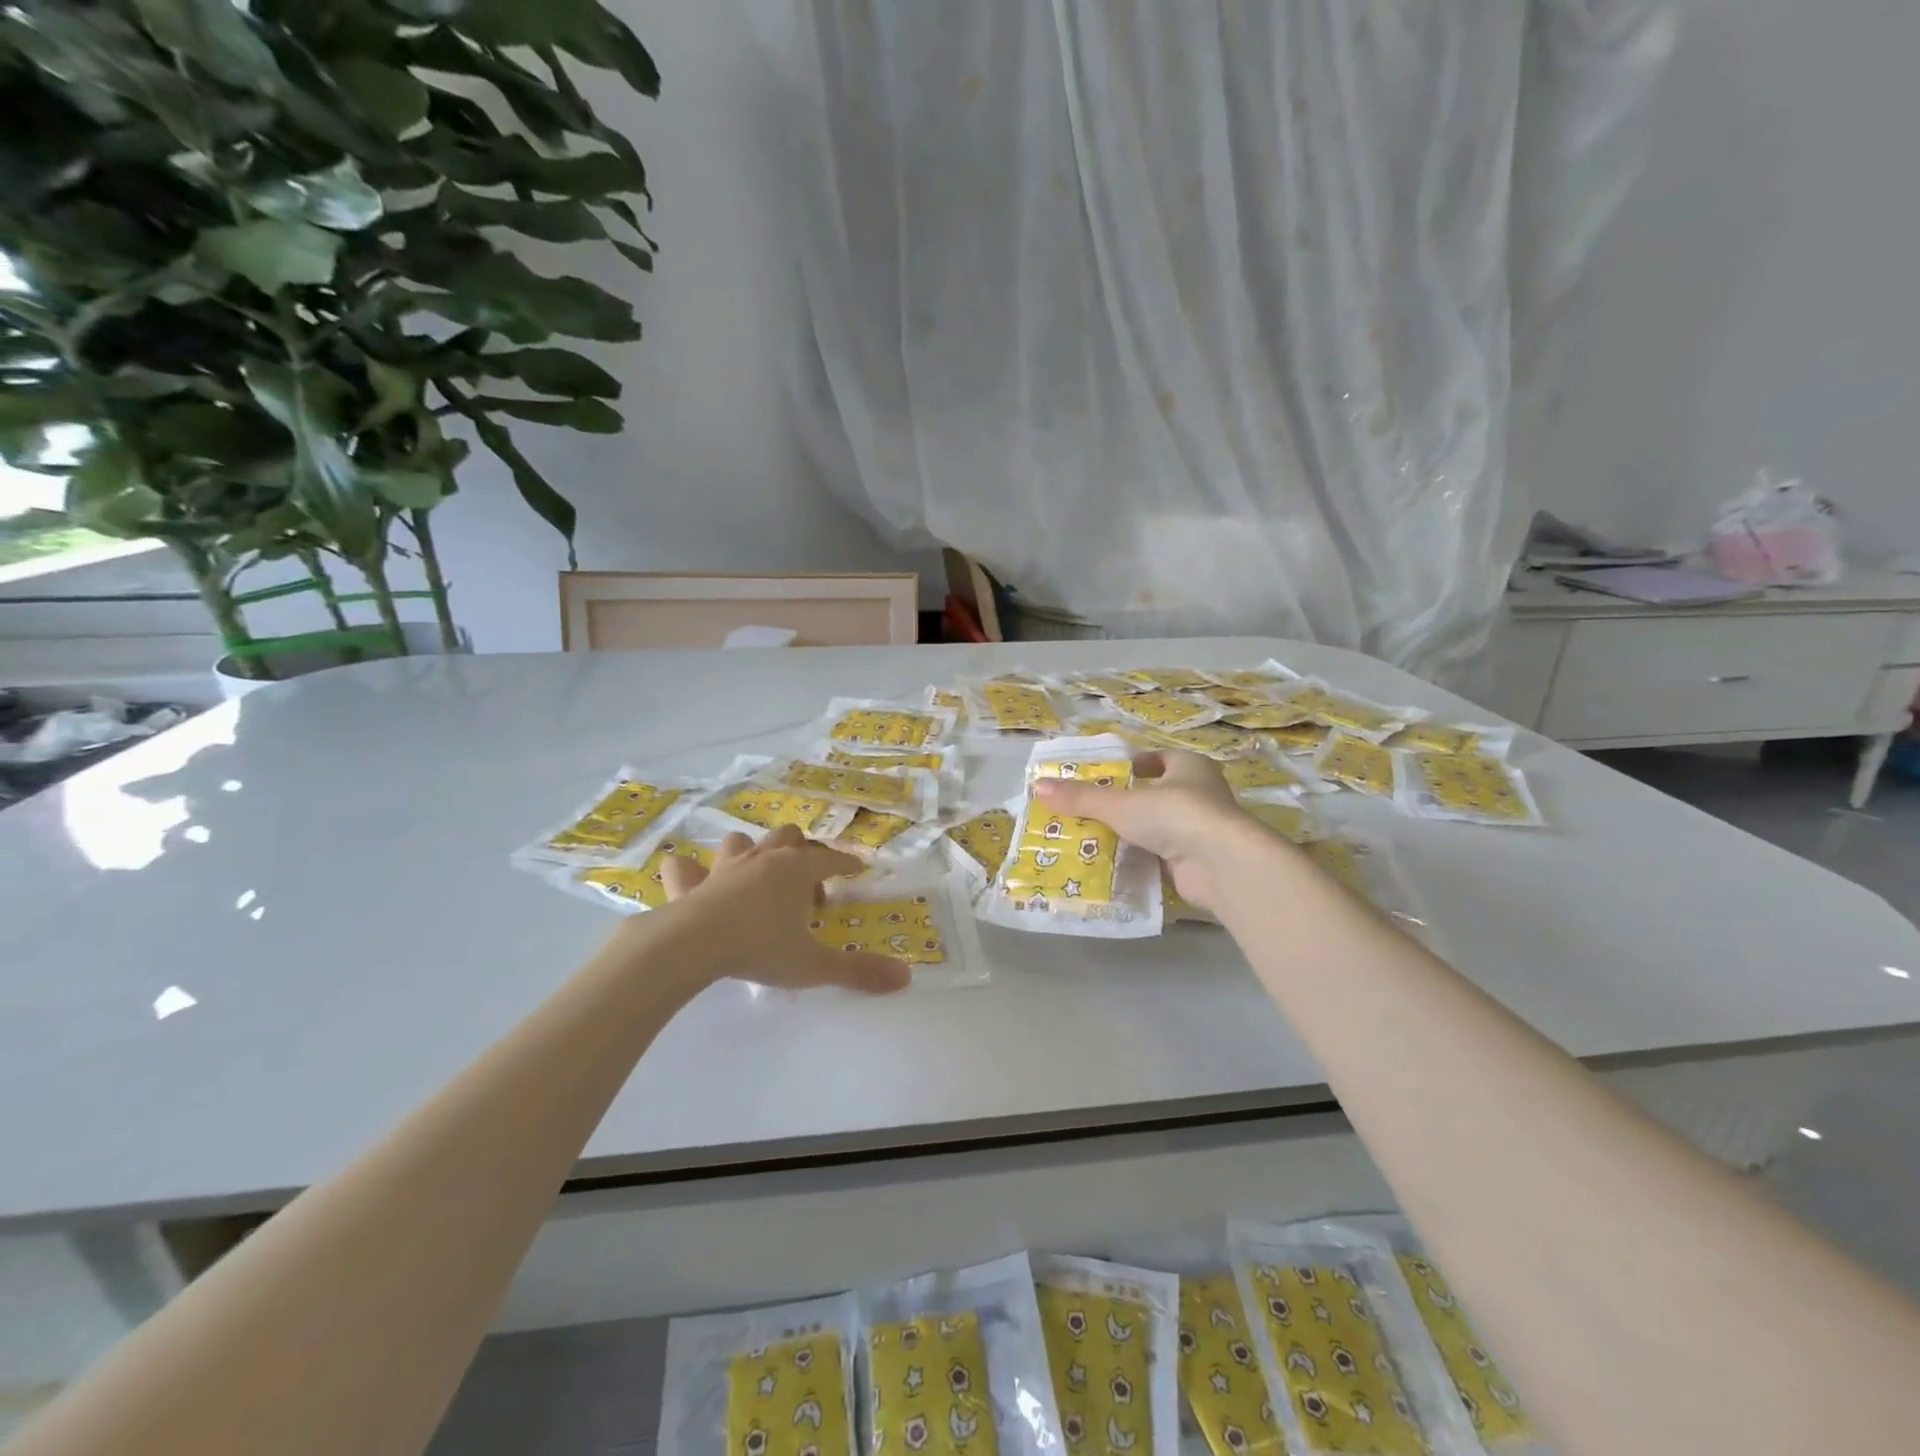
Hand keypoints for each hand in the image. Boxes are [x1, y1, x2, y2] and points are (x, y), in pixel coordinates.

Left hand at [653, 826, 911, 993]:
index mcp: (797, 870)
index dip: (846, 863)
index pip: (831, 859)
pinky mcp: (689, 883)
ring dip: (751, 852)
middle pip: (789, 838)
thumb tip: (906, 978)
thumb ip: (858, 971)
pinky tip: (691, 880)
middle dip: (801, 852)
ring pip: (742, 842)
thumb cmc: (761, 948)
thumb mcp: (814, 965)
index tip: (857, 868)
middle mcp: (764, 859)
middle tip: (806, 883)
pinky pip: (684, 867)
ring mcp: (724, 867)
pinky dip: (689, 871)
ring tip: (756, 874)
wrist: (694, 945)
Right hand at [1035, 750, 1263, 913]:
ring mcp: (1201, 830)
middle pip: (1152, 795)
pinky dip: (1138, 860)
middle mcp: (1200, 793)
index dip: (1127, 767)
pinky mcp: (1198, 861)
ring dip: (1129, 834)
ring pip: (1155, 828)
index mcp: (1188, 766)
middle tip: (1085, 812)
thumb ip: (1081, 798)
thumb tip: (1038, 787)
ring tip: (1089, 839)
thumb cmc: (1174, 815)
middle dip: (1121, 805)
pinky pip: (1160, 856)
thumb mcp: (1120, 803)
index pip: (1154, 760)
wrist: (1221, 864)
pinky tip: (1110, 865)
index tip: (1099, 778)